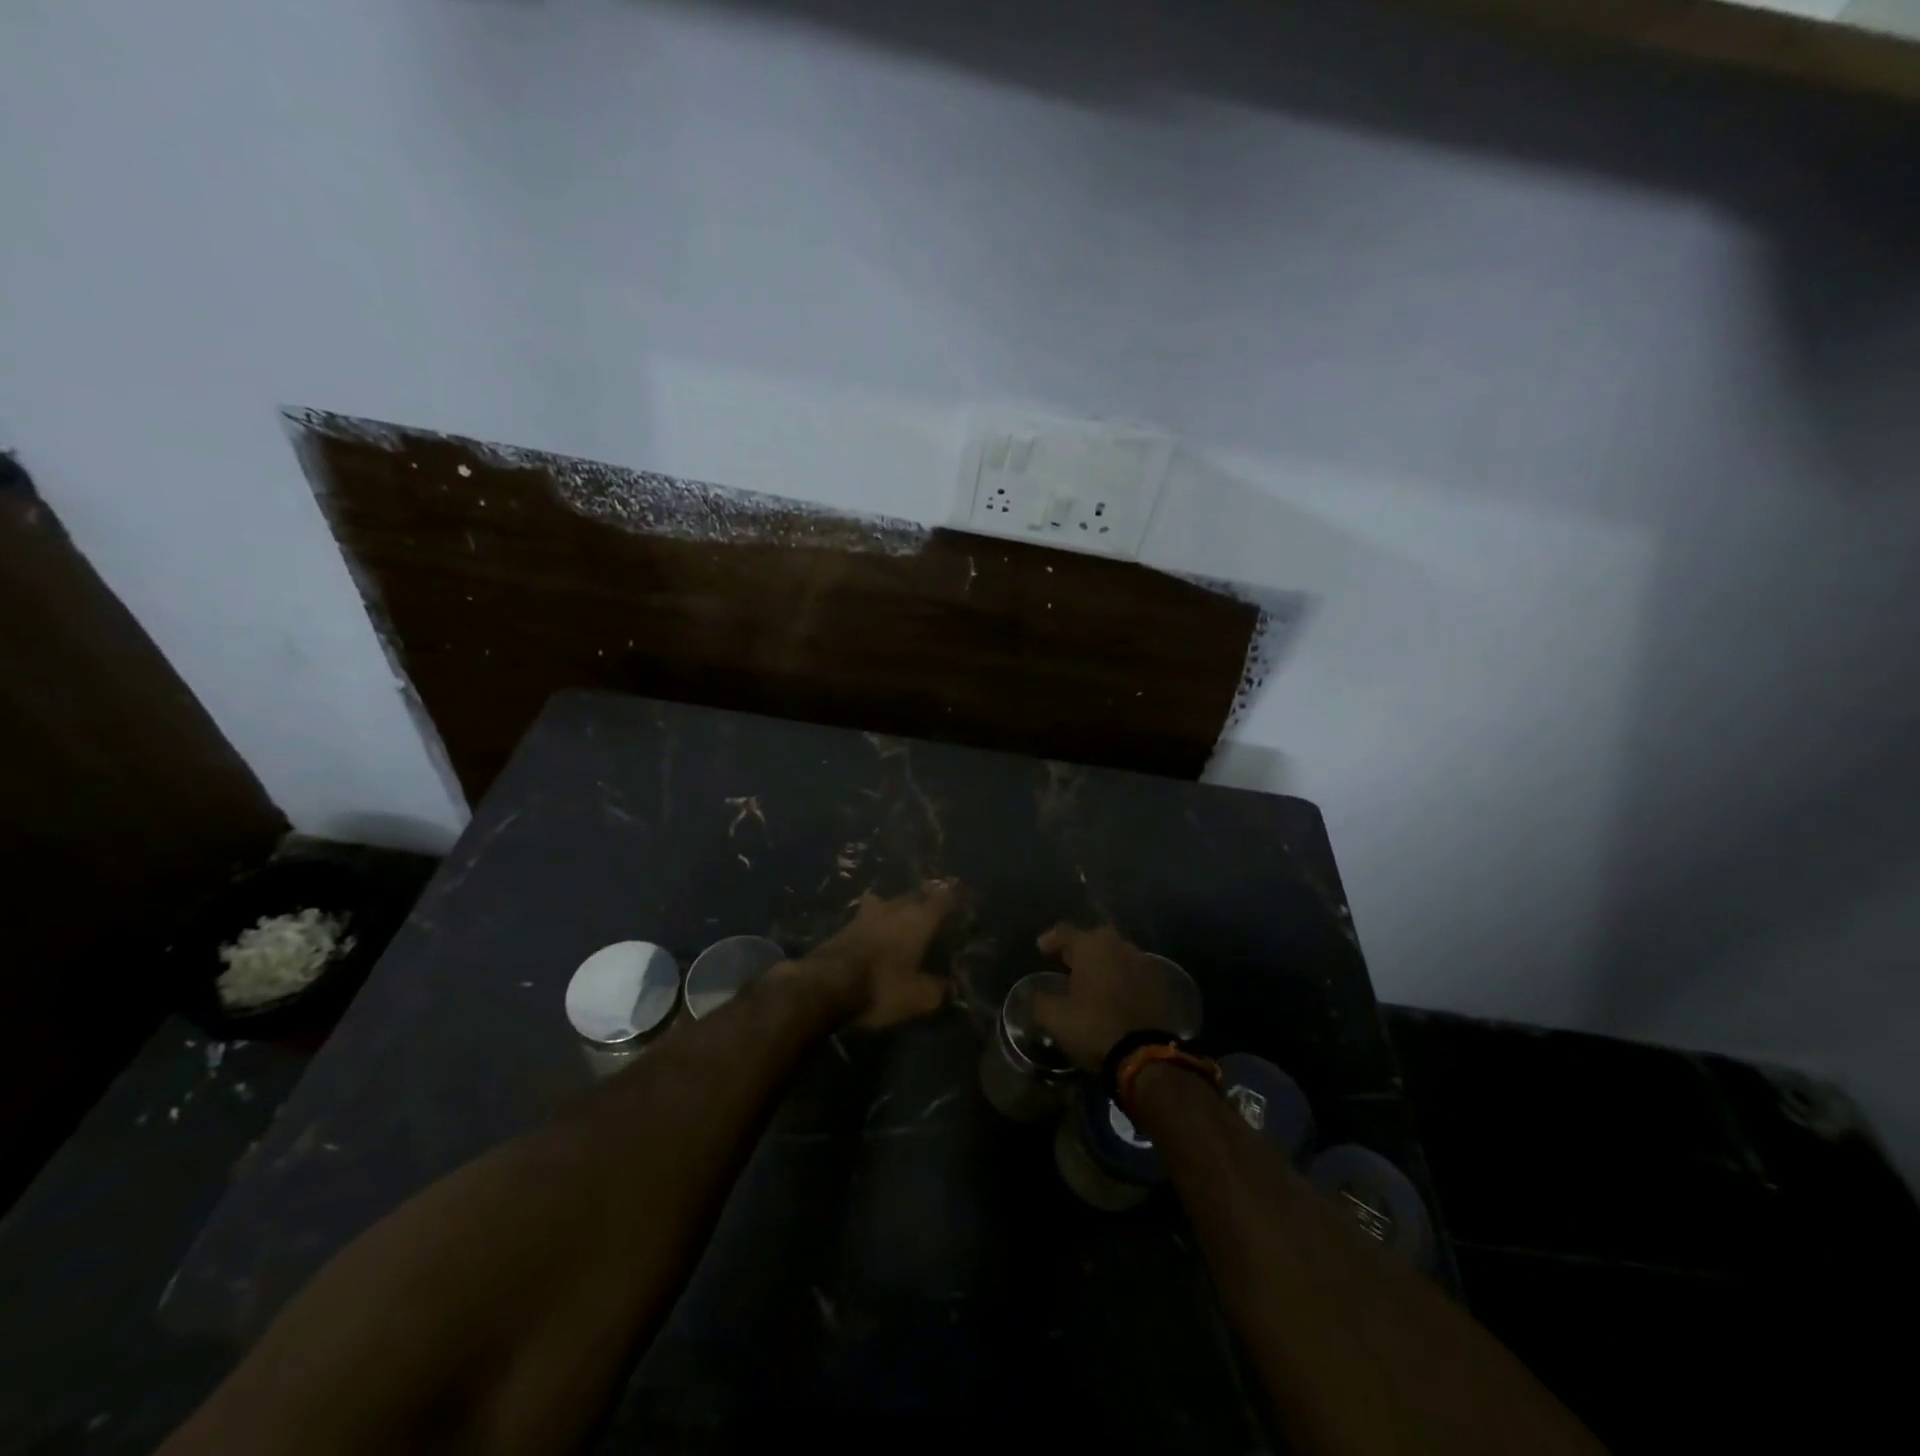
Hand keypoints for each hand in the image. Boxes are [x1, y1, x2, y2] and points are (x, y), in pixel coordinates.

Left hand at [802, 881, 958, 1028]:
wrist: (825, 985)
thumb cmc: (881, 986)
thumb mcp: (919, 997)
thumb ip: (938, 989)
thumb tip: (948, 986)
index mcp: (919, 919)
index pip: (942, 899)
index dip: (953, 897)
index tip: (960, 897)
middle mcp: (895, 908)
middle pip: (914, 896)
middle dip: (925, 901)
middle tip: (933, 912)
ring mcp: (867, 914)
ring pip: (889, 903)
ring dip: (898, 909)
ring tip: (904, 919)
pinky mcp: (845, 925)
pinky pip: (868, 915)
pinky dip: (876, 920)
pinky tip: (876, 932)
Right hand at [1030, 923, 1175, 1068]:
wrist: (1144, 1054)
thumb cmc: (1094, 1026)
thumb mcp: (1055, 1017)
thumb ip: (1040, 1001)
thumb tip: (1036, 995)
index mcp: (1091, 946)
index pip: (1065, 932)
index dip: (1051, 939)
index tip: (1041, 949)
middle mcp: (1118, 945)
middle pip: (1093, 939)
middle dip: (1078, 949)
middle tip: (1065, 962)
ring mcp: (1141, 962)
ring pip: (1114, 954)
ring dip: (1101, 963)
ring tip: (1088, 979)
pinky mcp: (1157, 983)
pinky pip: (1130, 971)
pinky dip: (1118, 977)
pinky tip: (1111, 993)